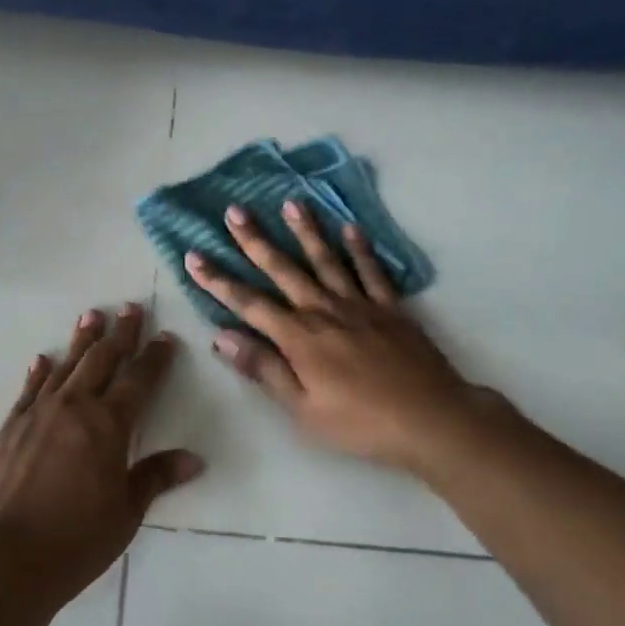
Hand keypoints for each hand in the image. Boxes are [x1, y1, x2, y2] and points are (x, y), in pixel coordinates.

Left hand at [0, 304, 201, 604]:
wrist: (2, 558)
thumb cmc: (75, 540)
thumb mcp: (125, 513)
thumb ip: (155, 477)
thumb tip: (193, 459)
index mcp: (109, 425)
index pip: (139, 380)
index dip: (155, 357)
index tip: (165, 336)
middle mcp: (74, 407)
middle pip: (102, 360)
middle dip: (119, 334)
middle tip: (129, 309)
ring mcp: (37, 414)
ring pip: (65, 366)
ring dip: (81, 341)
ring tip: (90, 316)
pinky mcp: (9, 428)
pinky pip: (28, 390)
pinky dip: (38, 372)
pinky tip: (42, 359)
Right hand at [187, 203, 524, 475]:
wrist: (431, 419)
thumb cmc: (360, 423)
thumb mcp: (302, 409)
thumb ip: (264, 369)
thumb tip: (222, 337)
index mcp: (298, 337)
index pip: (248, 303)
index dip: (218, 280)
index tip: (193, 256)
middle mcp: (324, 310)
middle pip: (283, 269)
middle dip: (255, 240)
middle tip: (235, 211)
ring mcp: (359, 305)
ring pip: (326, 260)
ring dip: (306, 231)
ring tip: (290, 203)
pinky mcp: (390, 308)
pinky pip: (371, 271)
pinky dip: (360, 248)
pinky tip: (350, 228)